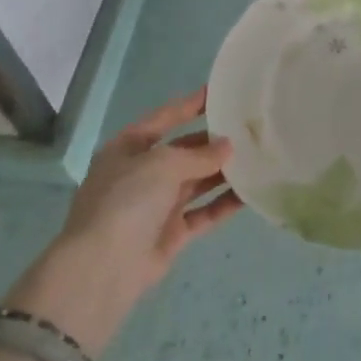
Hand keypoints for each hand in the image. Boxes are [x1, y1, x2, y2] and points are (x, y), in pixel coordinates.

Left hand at [3, 87, 240, 354]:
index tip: (218, 92)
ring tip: (257, 157)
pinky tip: (250, 193)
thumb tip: (228, 148)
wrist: (104, 268)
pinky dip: (223, 204)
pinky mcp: (171, 234)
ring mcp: (156, 206)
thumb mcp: (163, 164)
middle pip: (183, 151)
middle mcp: (141, 174)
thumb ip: (199, 155)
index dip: (189, 105)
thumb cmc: (127, 200)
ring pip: (196, 182)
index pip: (163, 118)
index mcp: (128, 148)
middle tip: (248, 130)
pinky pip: (203, 213)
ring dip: (223, 172)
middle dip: (212, 143)